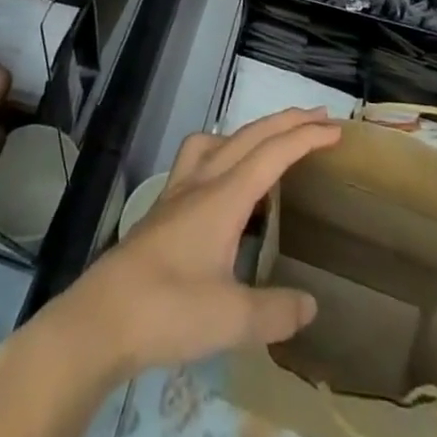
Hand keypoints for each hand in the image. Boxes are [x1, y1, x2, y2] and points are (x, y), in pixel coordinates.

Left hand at [31, 109, 341, 381]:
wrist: (102, 317)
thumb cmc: (168, 310)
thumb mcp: (231, 319)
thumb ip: (275, 311)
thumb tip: (310, 304)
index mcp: (224, 197)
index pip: (272, 153)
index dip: (305, 138)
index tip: (335, 129)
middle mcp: (202, 181)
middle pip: (250, 136)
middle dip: (286, 122)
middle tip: (319, 117)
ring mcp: (179, 191)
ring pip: (219, 140)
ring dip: (251, 130)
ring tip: (271, 140)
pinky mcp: (164, 207)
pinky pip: (198, 158)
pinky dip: (221, 151)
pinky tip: (223, 178)